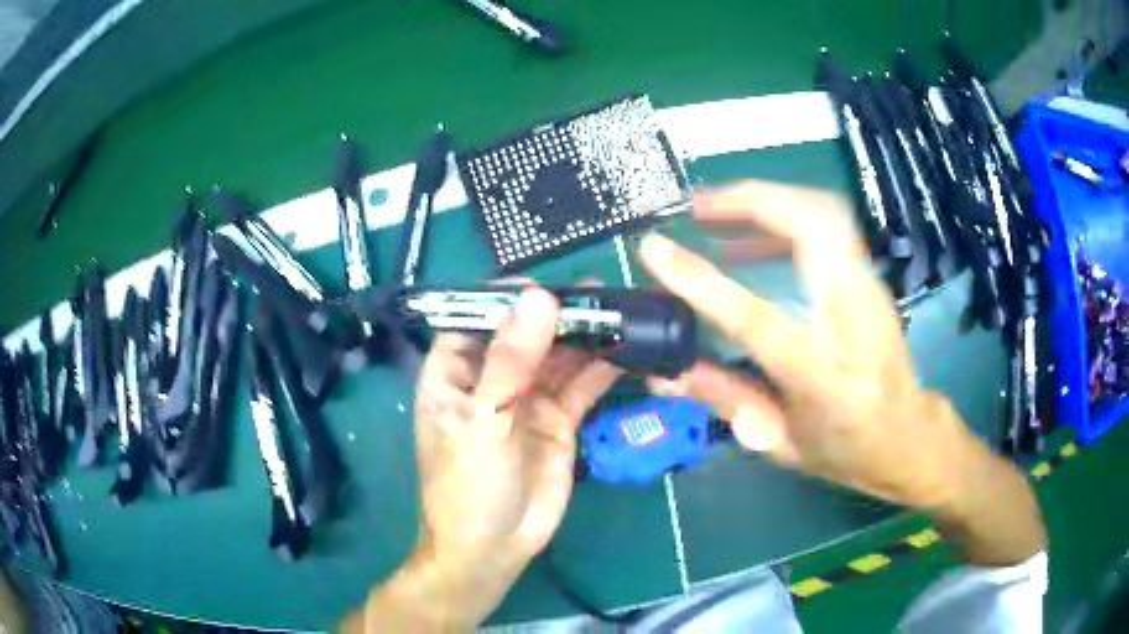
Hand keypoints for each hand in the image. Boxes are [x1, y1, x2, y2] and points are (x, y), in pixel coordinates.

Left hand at [413, 287, 620, 564]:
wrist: (493, 548)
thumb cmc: (468, 486)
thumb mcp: (483, 421)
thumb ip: (510, 361)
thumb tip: (539, 298)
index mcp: (454, 373)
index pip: (475, 319)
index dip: (506, 299)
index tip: (545, 285)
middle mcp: (490, 380)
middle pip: (525, 334)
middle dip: (558, 314)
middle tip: (600, 291)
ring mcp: (526, 400)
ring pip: (558, 357)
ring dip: (585, 336)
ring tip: (621, 311)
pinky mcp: (558, 421)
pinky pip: (581, 387)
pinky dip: (603, 369)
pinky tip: (628, 349)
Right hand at [639, 181, 1044, 564]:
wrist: (908, 435)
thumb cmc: (846, 451)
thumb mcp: (782, 444)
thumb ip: (726, 400)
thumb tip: (662, 374)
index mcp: (827, 380)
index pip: (761, 320)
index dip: (703, 281)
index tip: (653, 248)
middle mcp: (857, 322)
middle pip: (815, 227)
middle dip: (751, 200)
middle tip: (695, 206)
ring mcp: (871, 290)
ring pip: (824, 212)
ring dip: (766, 199)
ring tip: (714, 212)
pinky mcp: (870, 277)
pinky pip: (827, 225)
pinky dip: (784, 216)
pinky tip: (750, 240)